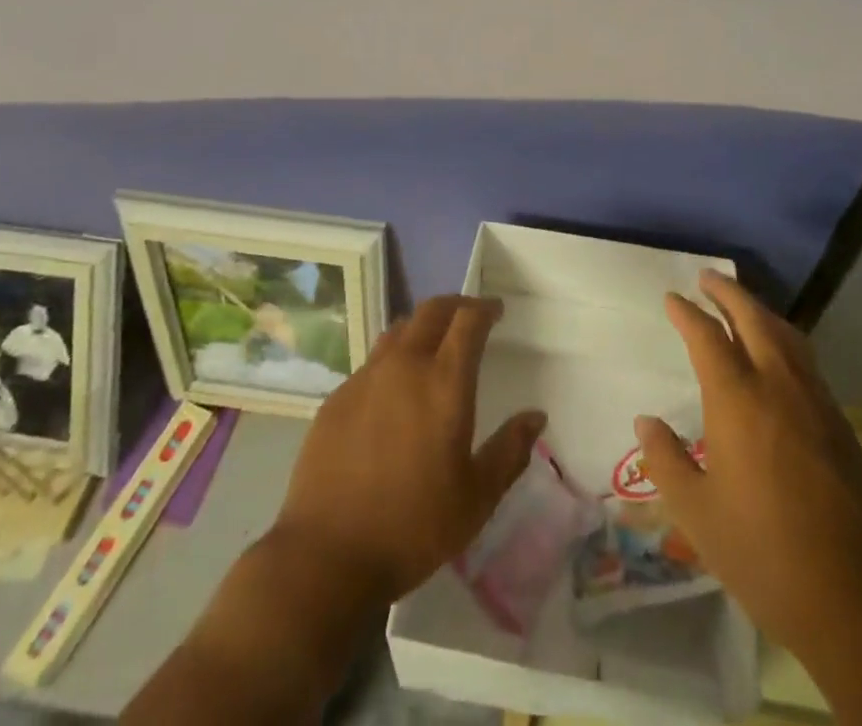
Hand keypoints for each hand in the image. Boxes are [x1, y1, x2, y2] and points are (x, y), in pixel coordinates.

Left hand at [270, 294, 545, 604]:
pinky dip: (393, 360)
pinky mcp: (337, 398)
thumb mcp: (477, 498)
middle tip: (470, 317)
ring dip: (422, 327)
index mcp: (444, 382)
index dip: (485, 308)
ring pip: (399, 331)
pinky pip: (372, 362)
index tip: (496, 311)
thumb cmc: (413, 527)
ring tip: (433, 346)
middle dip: (455, 306)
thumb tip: (535, 416)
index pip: (468, 320)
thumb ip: (510, 451)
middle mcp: (404, 366)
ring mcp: (365, 378)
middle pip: (431, 311)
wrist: (326, 555)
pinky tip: (394, 391)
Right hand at [636, 269, 861, 665]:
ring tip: (742, 306)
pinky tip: (778, 360)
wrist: (852, 596)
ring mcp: (816, 403)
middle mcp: (779, 387)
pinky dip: (785, 342)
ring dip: (760, 312)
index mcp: (738, 400)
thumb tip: (646, 422)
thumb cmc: (761, 552)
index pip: (708, 337)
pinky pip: (807, 363)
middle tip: (707, 278)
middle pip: (754, 319)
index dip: (687, 314)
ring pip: (787, 337)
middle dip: (728, 294)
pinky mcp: (841, 425)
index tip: (672, 299)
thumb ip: (666, 460)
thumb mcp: (696, 512)